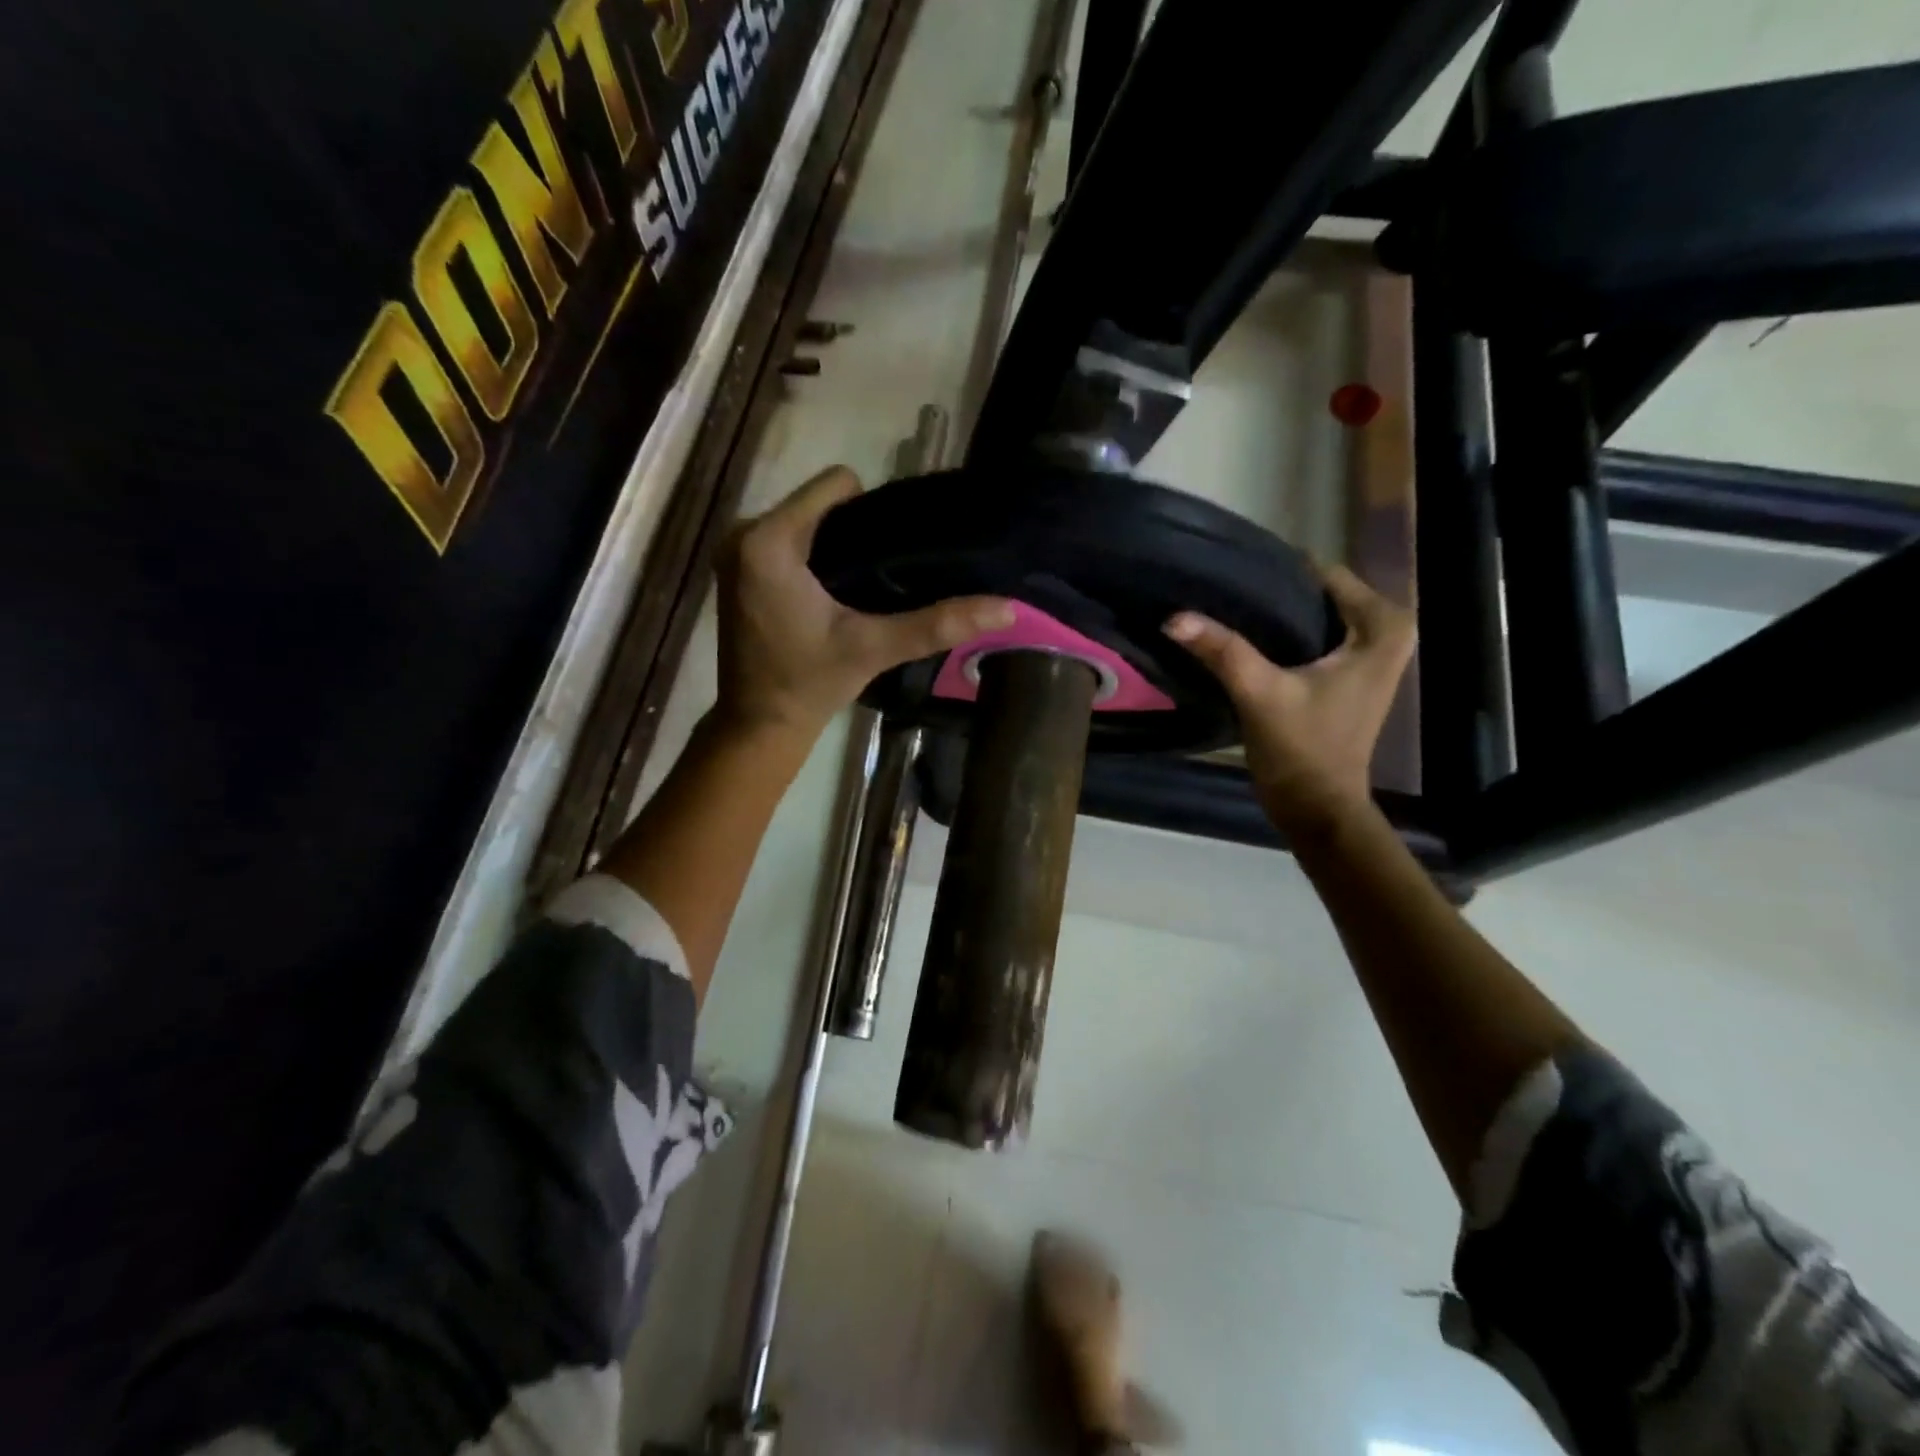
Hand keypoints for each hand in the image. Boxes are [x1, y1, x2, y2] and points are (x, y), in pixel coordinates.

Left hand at [715, 466, 1013, 745]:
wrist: (760, 725)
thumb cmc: (811, 683)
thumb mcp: (876, 648)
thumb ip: (937, 623)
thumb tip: (1006, 608)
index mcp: (768, 540)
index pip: (836, 484)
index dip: (873, 509)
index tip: (895, 548)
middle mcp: (743, 533)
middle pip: (818, 502)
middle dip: (855, 528)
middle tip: (887, 570)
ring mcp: (736, 551)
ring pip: (803, 520)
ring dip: (835, 543)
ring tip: (865, 580)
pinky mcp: (737, 570)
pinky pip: (786, 540)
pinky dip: (812, 556)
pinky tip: (835, 590)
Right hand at [1165, 564, 1414, 835]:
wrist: (1317, 808)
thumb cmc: (1302, 750)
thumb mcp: (1260, 694)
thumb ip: (1222, 651)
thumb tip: (1173, 617)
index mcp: (1383, 629)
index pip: (1326, 575)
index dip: (1278, 574)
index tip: (1232, 575)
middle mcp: (1386, 634)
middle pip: (1319, 594)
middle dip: (1275, 593)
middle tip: (1223, 592)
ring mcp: (1367, 656)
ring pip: (1314, 615)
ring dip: (1275, 614)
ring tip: (1227, 608)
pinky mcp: (1346, 675)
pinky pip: (1312, 636)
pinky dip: (1282, 635)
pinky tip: (1243, 636)